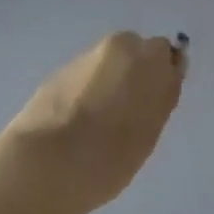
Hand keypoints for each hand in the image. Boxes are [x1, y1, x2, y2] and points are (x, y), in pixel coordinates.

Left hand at [0, 31, 188, 213]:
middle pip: (137, 51)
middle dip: (135, 71)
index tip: (156, 101)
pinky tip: (76, 121)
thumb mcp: (149, 133)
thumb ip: (159, 100)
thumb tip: (163, 81)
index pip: (169, 57)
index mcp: (152, 60)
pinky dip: (85, 91)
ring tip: (99, 120)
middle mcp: (121, 48)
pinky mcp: (57, 73)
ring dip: (109, 80)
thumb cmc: (110, 157)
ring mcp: (86, 58)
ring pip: (108, 63)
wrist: (44, 165)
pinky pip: (84, 76)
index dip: (162, 78)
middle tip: (129, 110)